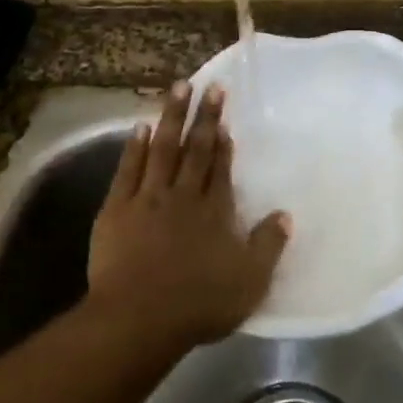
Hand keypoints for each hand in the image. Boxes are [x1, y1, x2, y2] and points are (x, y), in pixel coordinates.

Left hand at [87, 81, 291, 348]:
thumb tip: (286, 214)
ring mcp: (147, 199)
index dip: (223, 140)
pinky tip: (140, 127)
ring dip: (171, 118)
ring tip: (178, 88)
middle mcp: (183, 196)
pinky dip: (134, 147)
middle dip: (204, 117)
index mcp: (214, 211)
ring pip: (162, 149)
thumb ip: (268, 245)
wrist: (139, 317)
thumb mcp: (250, 281)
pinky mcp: (116, 209)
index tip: (224, 115)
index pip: (220, 168)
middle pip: (195, 150)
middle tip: (210, 85)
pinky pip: (128, 170)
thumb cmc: (199, 303)